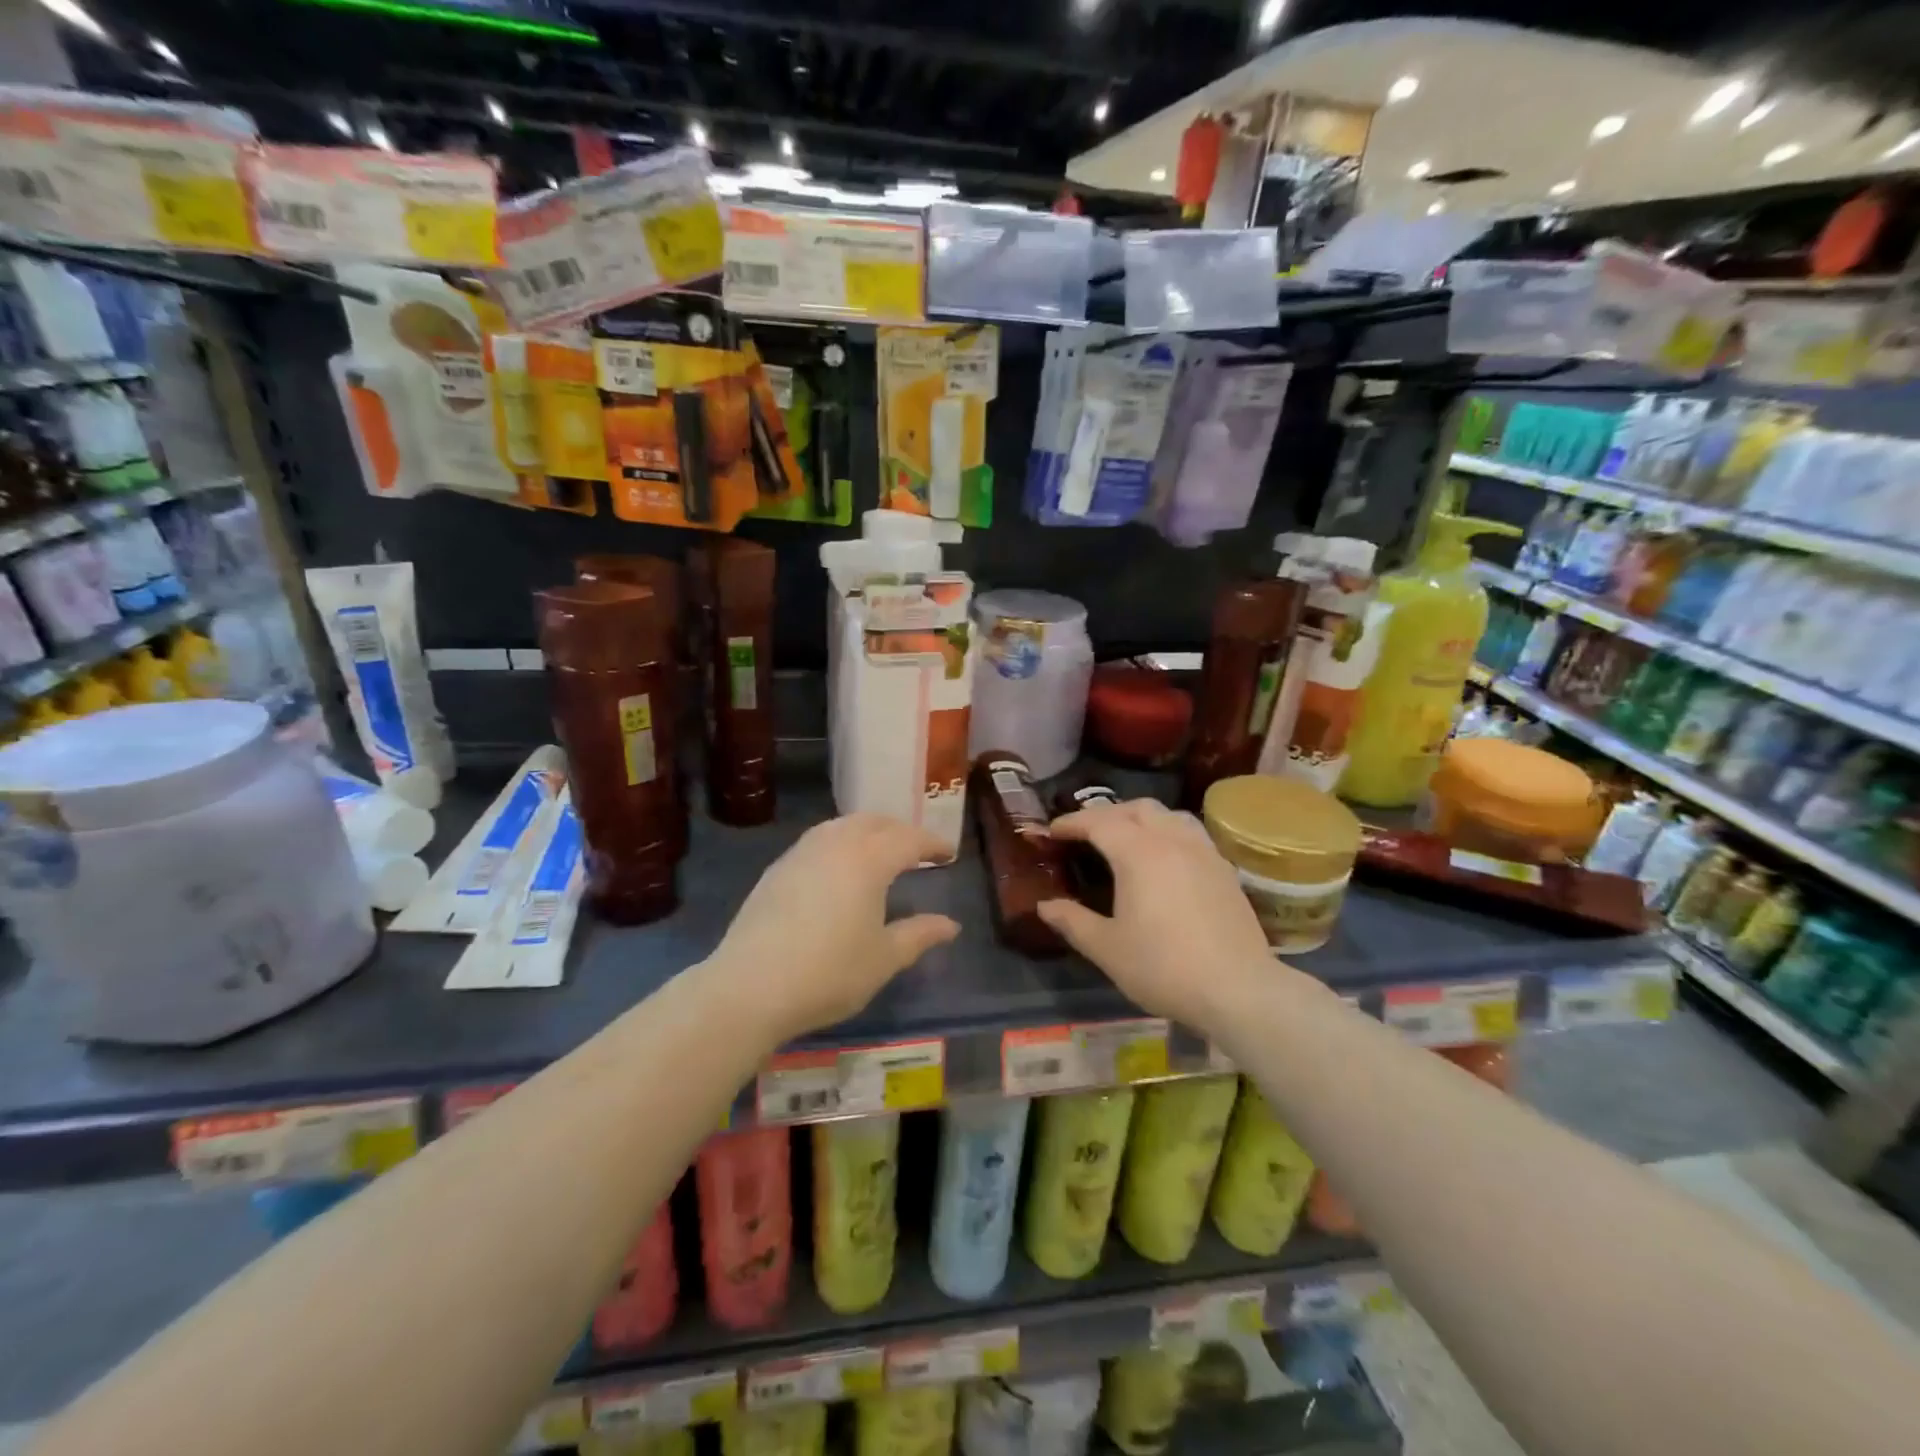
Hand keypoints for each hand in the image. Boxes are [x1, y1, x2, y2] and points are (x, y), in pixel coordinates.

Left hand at [710, 814, 958, 1043]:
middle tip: (917, 850)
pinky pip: (818, 840)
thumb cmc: (829, 973)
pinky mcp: (777, 869)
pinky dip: (840, 843)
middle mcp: (835, 844)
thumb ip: (919, 935)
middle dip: (900, 830)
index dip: (932, 844)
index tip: (948, 853)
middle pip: (874, 822)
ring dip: (867, 831)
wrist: (750, 988)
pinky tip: (839, 869)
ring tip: (880, 853)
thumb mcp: (884, 958)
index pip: (909, 839)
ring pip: (842, 826)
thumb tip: (950, 925)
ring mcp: (801, 853)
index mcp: (869, 860)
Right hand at [1039, 798, 1275, 1033]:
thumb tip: (1045, 906)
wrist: (1239, 990)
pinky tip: (1165, 858)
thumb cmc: (1164, 967)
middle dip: (1106, 814)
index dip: (1072, 822)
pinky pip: (1190, 832)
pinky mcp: (1224, 869)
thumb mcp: (1107, 949)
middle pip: (1136, 808)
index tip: (1052, 831)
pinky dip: (1167, 831)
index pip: (1099, 822)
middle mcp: (1171, 840)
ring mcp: (1203, 851)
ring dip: (1140, 817)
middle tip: (1085, 833)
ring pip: (1168, 814)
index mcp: (1138, 853)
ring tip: (1126, 837)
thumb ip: (1072, 921)